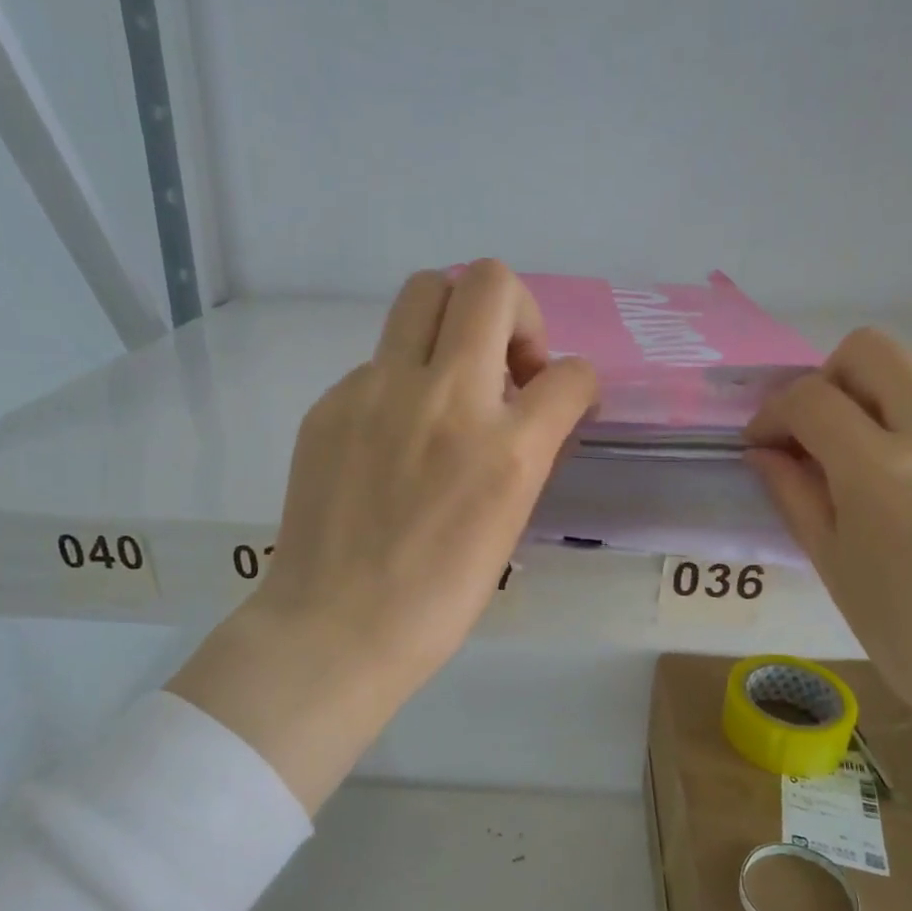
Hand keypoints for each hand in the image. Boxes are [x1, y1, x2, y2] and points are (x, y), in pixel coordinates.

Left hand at [170, 261, 597, 810]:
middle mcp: (445, 398)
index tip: (561, 401)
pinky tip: (392, 433)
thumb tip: (532, 411)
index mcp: (505, 448)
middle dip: (517, 313)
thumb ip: (527, 453)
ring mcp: (379, 390)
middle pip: (490, 283)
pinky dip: (404, 380)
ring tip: (451, 377)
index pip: (571, 373)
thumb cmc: (437, 598)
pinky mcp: (332, 401)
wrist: (336, 627)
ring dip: (455, 321)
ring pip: (426, 292)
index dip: (579, 383)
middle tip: (506, 367)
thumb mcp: (509, 524)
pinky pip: (380, 359)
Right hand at [744, 328, 911, 739]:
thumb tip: (766, 451)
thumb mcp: (834, 566)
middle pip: (873, 352)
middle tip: (817, 432)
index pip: (811, 397)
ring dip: (881, 423)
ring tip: (882, 493)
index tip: (766, 443)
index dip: (774, 412)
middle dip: (827, 378)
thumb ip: (794, 494)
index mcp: (884, 473)